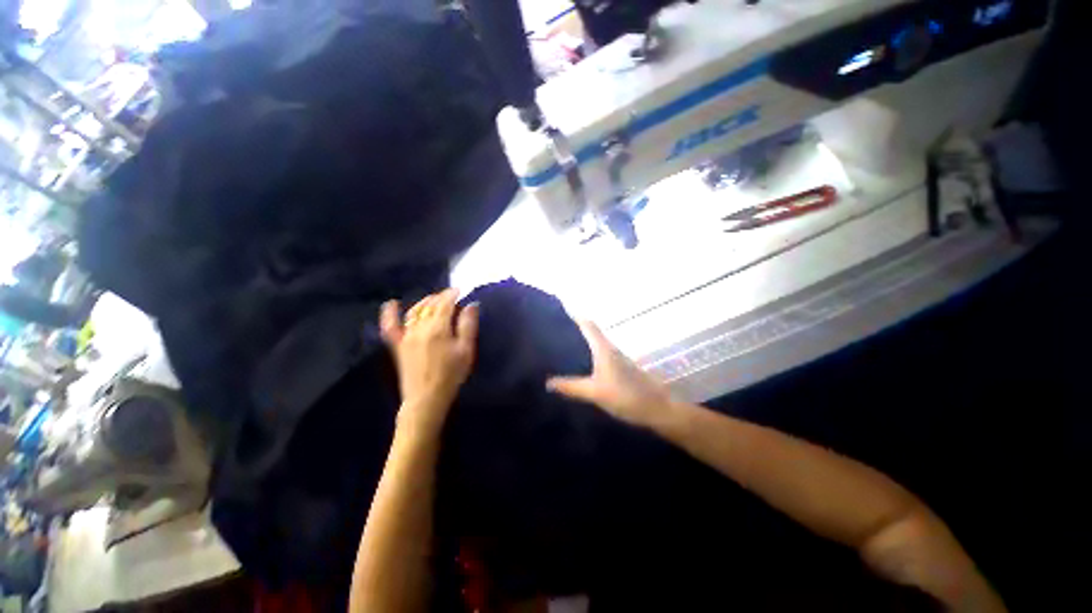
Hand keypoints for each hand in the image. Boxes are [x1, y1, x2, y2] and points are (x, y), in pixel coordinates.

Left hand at [380, 289, 478, 435]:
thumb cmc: (451, 375)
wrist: (426, 398)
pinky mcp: (398, 346)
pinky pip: (390, 326)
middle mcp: (420, 328)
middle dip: (440, 297)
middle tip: (450, 296)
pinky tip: (391, 304)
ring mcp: (406, 336)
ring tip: (433, 299)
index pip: (445, 303)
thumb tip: (471, 304)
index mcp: (438, 328)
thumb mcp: (466, 350)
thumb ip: (468, 325)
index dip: (452, 294)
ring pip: (414, 311)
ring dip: (424, 301)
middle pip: (429, 305)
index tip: (460, 290)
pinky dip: (389, 313)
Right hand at [546, 320, 674, 428]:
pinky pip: (601, 354)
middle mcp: (611, 349)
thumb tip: (548, 383)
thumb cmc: (626, 396)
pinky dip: (589, 352)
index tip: (562, 308)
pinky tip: (582, 363)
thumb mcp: (595, 392)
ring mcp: (618, 358)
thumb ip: (571, 387)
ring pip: (597, 342)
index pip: (588, 325)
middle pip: (592, 331)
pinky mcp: (621, 368)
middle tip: (556, 327)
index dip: (576, 315)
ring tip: (564, 344)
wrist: (657, 408)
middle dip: (576, 326)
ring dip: (583, 339)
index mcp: (604, 349)